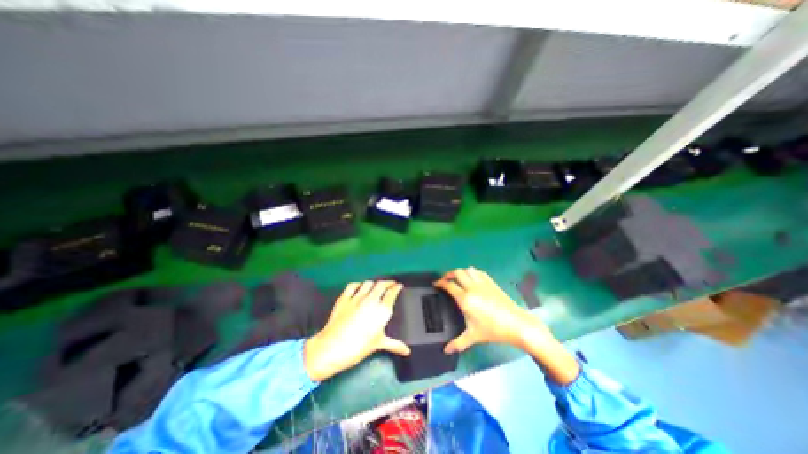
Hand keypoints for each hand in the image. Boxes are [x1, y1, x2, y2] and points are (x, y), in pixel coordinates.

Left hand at [302, 282, 411, 381]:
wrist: (332, 347)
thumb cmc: (358, 347)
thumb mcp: (378, 344)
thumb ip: (394, 345)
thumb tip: (407, 351)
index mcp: (382, 310)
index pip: (392, 292)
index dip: (397, 287)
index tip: (399, 286)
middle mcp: (371, 300)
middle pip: (381, 284)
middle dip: (387, 282)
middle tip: (390, 284)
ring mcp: (356, 297)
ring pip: (368, 283)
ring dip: (374, 283)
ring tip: (376, 286)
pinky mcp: (344, 297)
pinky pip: (353, 285)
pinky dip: (358, 284)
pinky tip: (360, 287)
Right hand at [437, 266, 549, 354]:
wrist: (516, 324)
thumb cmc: (493, 330)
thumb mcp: (473, 336)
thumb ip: (458, 343)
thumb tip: (446, 351)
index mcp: (465, 298)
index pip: (449, 285)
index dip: (440, 282)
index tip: (435, 283)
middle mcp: (472, 287)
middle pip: (457, 273)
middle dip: (448, 274)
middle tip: (445, 279)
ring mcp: (482, 283)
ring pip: (468, 270)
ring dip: (460, 272)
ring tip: (458, 278)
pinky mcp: (491, 282)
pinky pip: (478, 272)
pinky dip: (472, 272)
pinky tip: (472, 279)